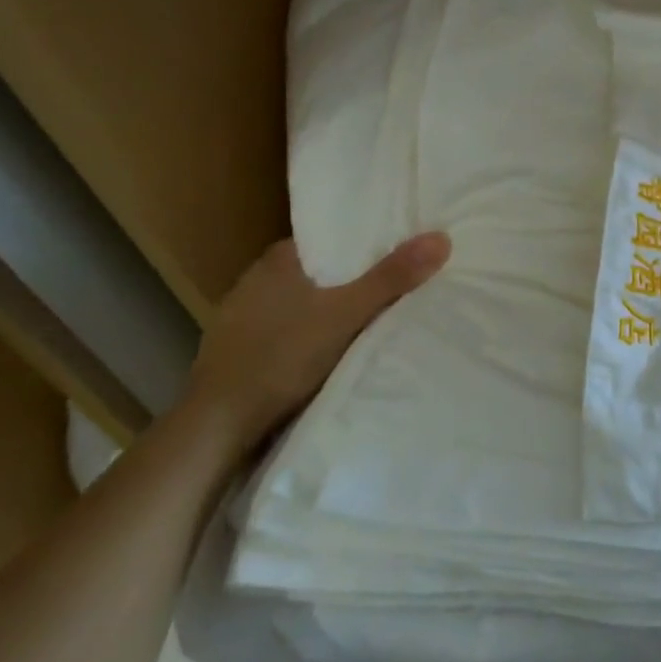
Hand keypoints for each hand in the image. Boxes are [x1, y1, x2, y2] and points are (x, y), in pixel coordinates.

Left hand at [185, 233, 450, 452]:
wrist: (219, 424)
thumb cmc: (283, 357)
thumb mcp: (347, 314)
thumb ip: (392, 278)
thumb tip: (441, 238)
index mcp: (278, 260)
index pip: (331, 239)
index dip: (365, 244)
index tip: (400, 252)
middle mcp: (256, 280)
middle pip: (320, 271)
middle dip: (353, 279)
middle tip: (398, 286)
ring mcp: (242, 317)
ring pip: (302, 303)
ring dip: (330, 310)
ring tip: (371, 318)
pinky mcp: (239, 351)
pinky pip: (287, 330)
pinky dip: (310, 334)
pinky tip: (329, 350)